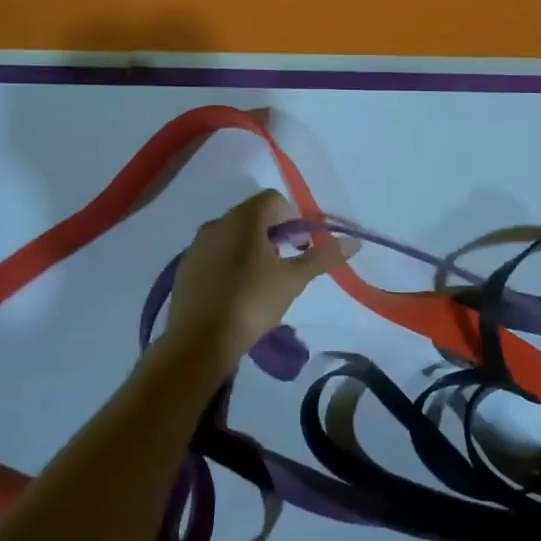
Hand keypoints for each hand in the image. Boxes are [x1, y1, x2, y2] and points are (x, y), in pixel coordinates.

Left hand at [162, 190, 350, 366]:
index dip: (294, 218)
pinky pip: (215, 254)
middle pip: (253, 215)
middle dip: (275, 233)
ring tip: (264, 280)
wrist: (199, 341)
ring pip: (233, 235)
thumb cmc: (252, 303)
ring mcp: (197, 245)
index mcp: (243, 219)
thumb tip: (354, 242)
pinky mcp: (186, 268)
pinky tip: (238, 292)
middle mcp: (217, 223)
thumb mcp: (293, 280)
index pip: (274, 200)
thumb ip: (323, 257)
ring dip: (253, 248)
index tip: (302, 246)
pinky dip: (231, 262)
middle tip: (288, 264)